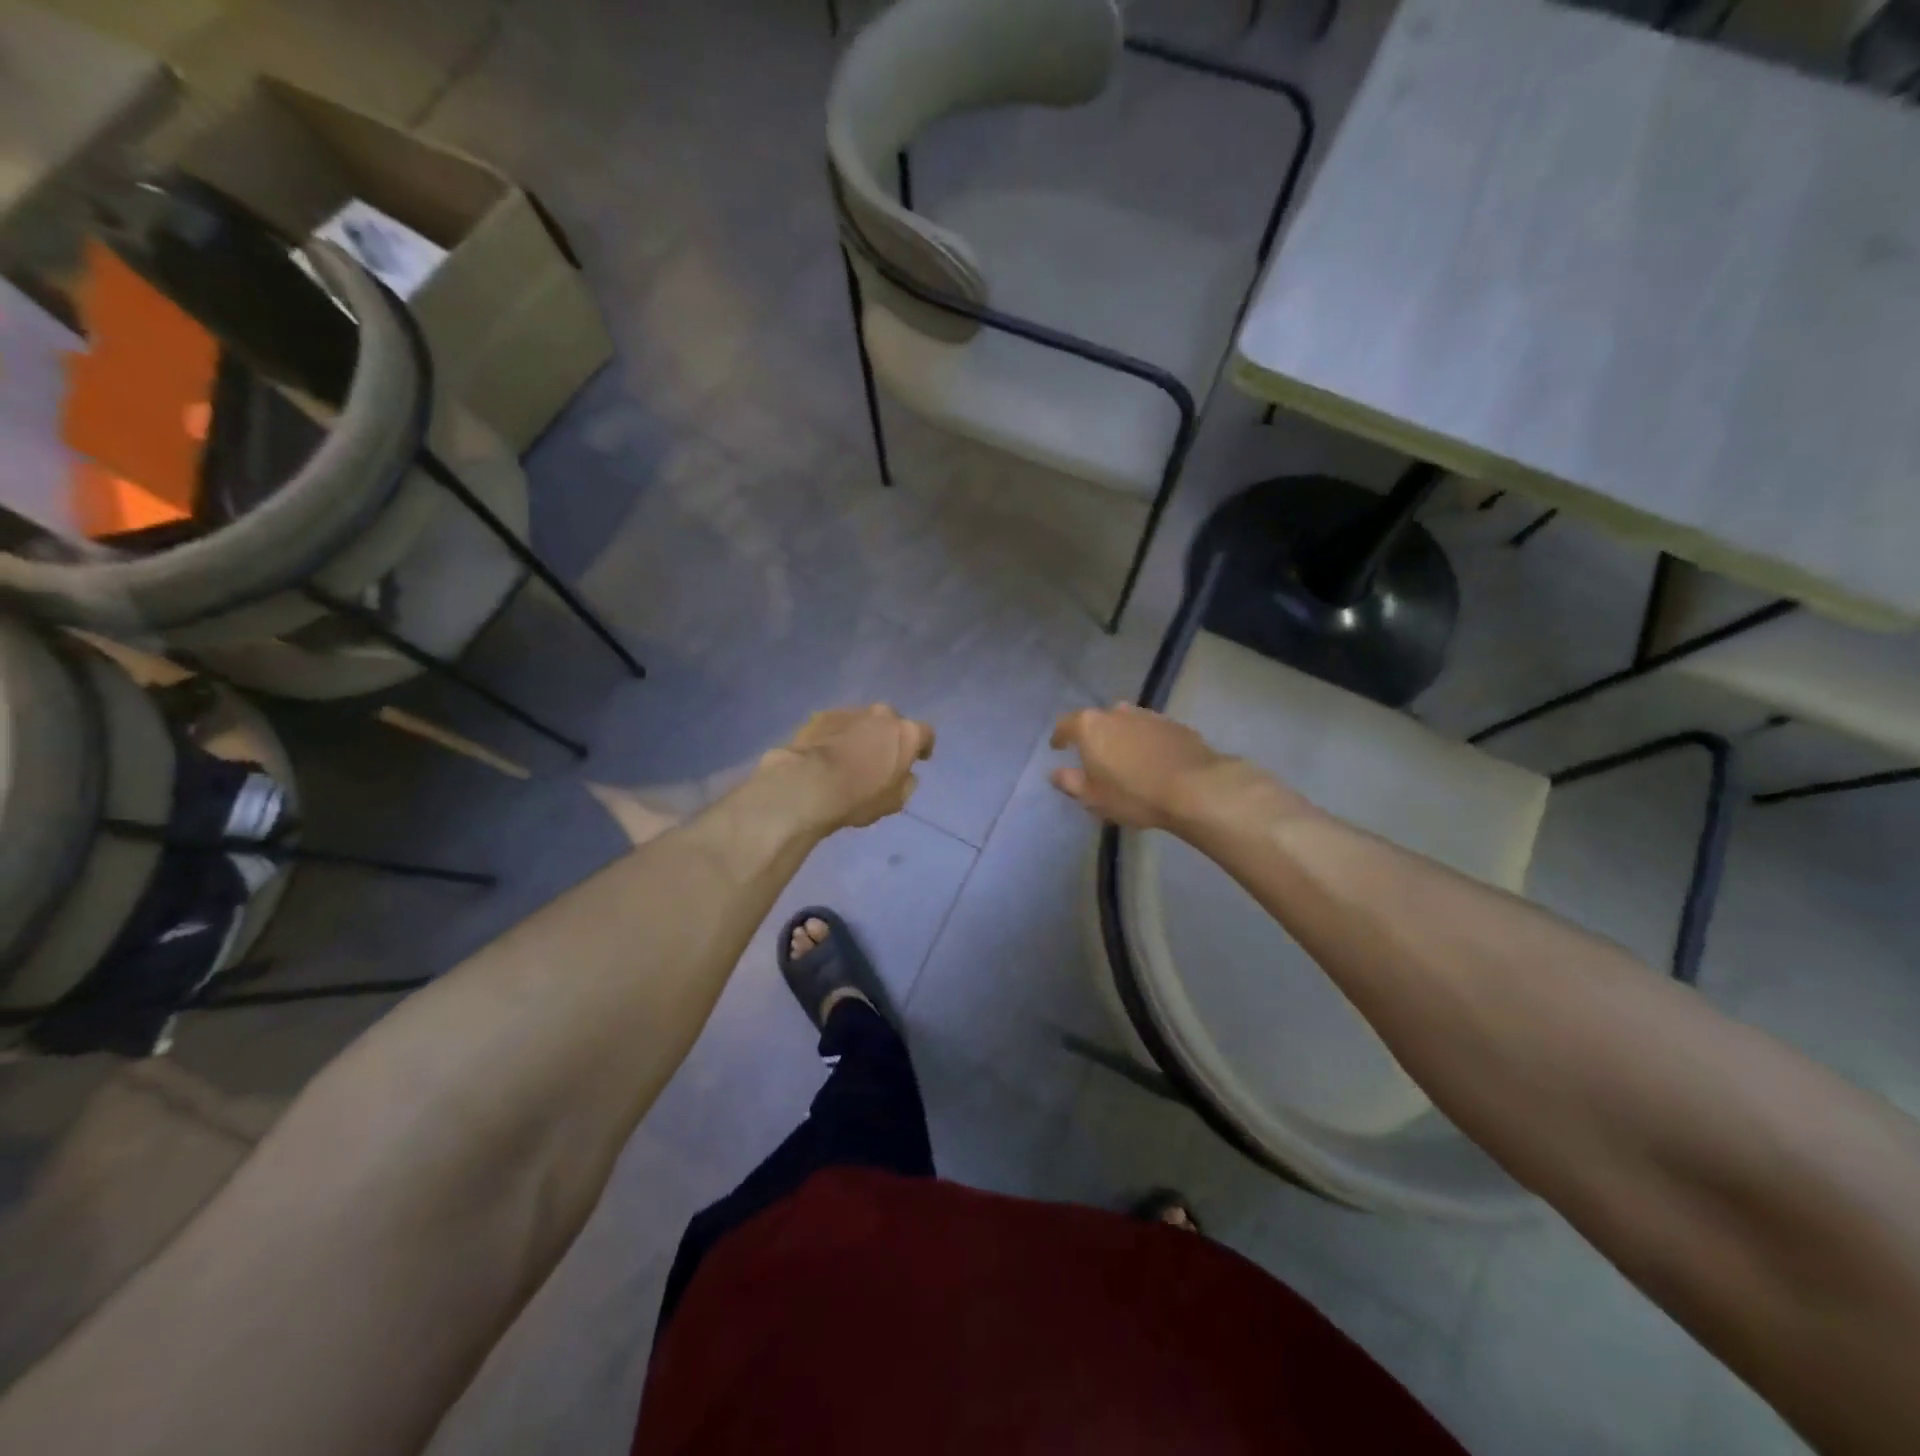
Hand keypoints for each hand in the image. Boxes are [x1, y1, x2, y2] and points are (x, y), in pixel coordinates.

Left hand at [762, 705, 935, 832]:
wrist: (808, 784)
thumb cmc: (859, 797)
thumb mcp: (895, 801)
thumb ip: (907, 783)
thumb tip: (907, 774)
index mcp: (906, 733)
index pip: (925, 733)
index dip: (923, 746)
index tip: (919, 758)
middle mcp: (882, 714)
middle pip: (893, 722)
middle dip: (890, 736)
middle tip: (882, 756)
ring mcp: (851, 711)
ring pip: (864, 721)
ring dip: (863, 734)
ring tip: (851, 755)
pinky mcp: (823, 715)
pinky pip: (838, 724)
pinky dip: (838, 734)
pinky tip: (828, 753)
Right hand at [1050, 703, 1291, 832]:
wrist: (1195, 788)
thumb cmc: (1134, 794)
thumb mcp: (1093, 797)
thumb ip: (1069, 782)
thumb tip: (1055, 773)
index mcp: (1091, 726)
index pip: (1066, 724)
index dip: (1060, 737)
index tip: (1058, 747)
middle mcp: (1117, 712)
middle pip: (1098, 721)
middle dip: (1093, 736)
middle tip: (1094, 757)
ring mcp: (1148, 715)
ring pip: (1126, 723)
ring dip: (1121, 737)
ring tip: (1125, 759)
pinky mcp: (1174, 725)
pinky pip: (1150, 731)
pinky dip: (1145, 742)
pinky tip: (1152, 761)